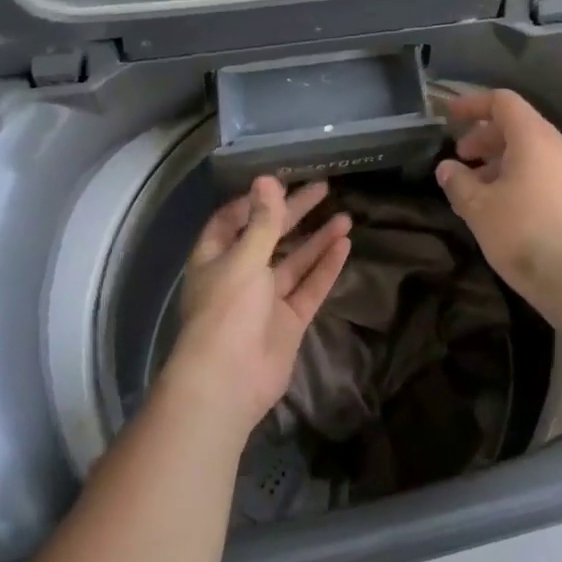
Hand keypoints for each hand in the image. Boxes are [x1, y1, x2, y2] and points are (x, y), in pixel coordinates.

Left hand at [163, 176, 351, 435]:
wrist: (227, 383)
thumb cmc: (226, 311)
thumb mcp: (245, 258)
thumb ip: (263, 221)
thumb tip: (267, 178)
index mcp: (216, 258)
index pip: (231, 220)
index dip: (254, 202)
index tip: (280, 183)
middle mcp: (240, 275)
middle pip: (269, 236)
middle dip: (294, 213)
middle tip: (323, 189)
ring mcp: (266, 300)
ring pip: (295, 262)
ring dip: (317, 239)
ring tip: (345, 216)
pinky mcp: (288, 321)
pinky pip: (310, 288)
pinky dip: (326, 267)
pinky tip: (345, 245)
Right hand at [435, 89, 561, 328]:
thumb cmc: (526, 234)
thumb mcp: (480, 209)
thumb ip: (459, 183)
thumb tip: (447, 168)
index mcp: (535, 137)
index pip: (503, 102)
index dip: (473, 104)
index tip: (449, 116)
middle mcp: (558, 146)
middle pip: (518, 125)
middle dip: (484, 136)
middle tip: (460, 156)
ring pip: (531, 151)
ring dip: (500, 160)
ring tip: (475, 187)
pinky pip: (543, 172)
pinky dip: (518, 176)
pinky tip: (501, 206)